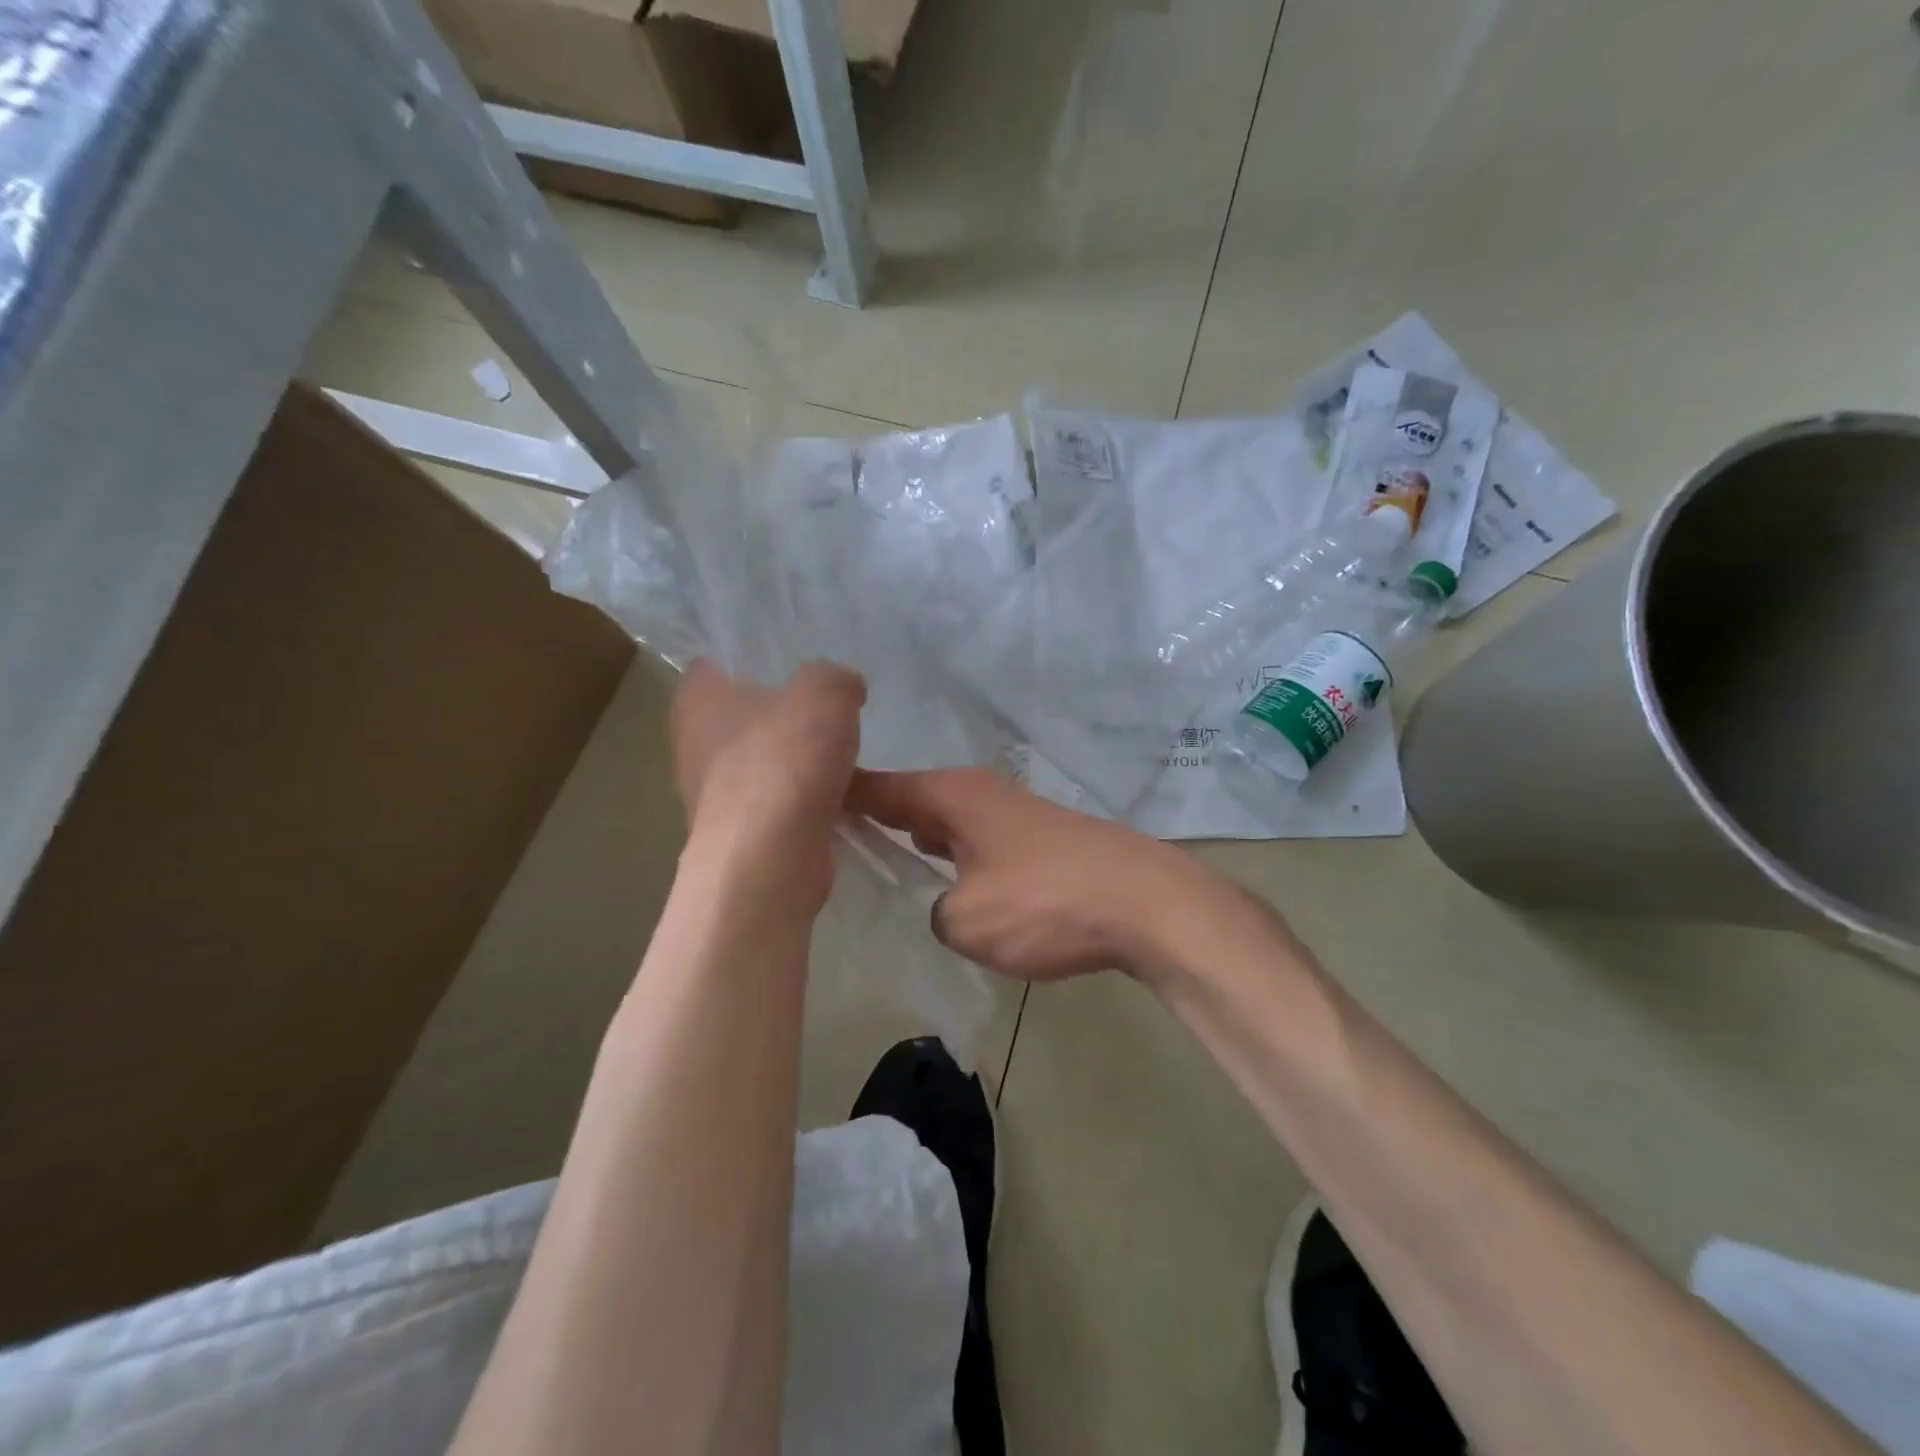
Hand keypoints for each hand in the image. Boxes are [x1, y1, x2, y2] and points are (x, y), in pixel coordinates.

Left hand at [671, 660, 864, 901]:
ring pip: (762, 763)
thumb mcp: (825, 693)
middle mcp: (694, 744)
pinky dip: (803, 801)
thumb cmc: (784, 761)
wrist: (770, 859)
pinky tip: (839, 797)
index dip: (753, 660)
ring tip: (842, 755)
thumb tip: (844, 689)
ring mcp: (713, 795)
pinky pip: (777, 803)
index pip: (716, 664)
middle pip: (743, 716)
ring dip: (796, 762)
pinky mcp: (740, 834)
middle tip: (828, 709)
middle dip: (783, 714)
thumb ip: (835, 678)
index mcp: (697, 699)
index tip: (795, 664)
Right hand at [848, 767, 1209, 981]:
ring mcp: (1013, 815)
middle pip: (911, 800)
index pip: (878, 787)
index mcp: (950, 796)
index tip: (800, 800)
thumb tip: (949, 905)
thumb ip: (936, 911)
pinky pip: (977, 843)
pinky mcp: (1040, 842)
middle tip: (830, 845)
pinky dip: (954, 858)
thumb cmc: (1045, 903)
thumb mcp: (967, 921)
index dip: (839, 794)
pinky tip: (947, 885)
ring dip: (918, 840)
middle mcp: (979, 794)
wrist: (1146, 903)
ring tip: (880, 866)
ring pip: (946, 822)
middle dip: (875, 820)